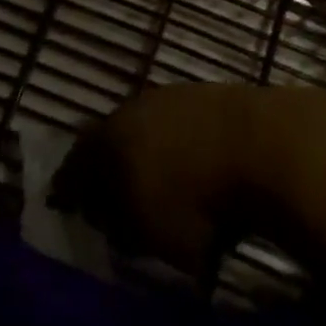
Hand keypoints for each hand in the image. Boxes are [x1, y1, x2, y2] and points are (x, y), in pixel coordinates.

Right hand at [52, 84, 265, 270]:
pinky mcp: (206, 95)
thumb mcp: (149, 231)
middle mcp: (133, 110)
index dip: (68, 187)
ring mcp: (171, 97)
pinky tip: (186, 161)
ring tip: (149, 178)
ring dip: (140, 150)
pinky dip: (173, 142)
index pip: (75, 166)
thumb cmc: (197, 201)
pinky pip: (176, 123)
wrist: (263, 145)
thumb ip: (118, 222)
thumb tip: (99, 213)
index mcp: (109, 141)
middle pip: (108, 138)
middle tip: (104, 189)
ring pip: (143, 126)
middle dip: (103, 164)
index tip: (62, 203)